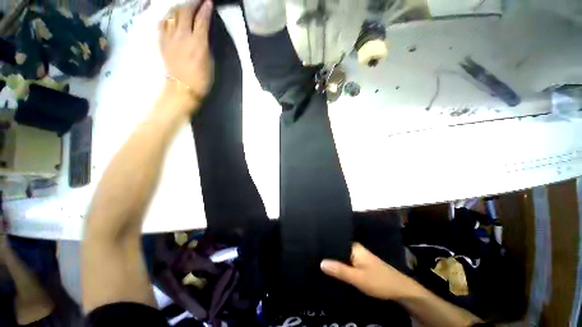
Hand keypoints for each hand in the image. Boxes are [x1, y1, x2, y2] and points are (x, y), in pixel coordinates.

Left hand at [159, 0, 213, 105]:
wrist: (183, 88)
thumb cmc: (202, 79)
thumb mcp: (210, 62)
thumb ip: (207, 44)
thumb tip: (204, 33)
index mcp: (198, 43)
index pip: (202, 20)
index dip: (206, 9)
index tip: (209, 2)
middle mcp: (183, 36)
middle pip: (186, 12)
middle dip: (193, 3)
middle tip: (198, 1)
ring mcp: (170, 38)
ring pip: (173, 14)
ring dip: (180, 8)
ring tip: (185, 7)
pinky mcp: (162, 42)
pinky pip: (163, 23)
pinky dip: (168, 17)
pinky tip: (172, 17)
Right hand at [321, 243, 417, 300]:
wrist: (400, 290)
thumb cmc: (378, 281)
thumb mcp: (358, 277)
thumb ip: (339, 270)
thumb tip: (321, 262)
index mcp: (354, 247)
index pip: (335, 242)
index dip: (324, 246)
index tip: (313, 250)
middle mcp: (355, 249)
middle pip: (337, 250)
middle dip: (327, 255)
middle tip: (313, 258)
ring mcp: (358, 257)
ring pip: (342, 257)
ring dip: (334, 261)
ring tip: (318, 263)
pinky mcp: (361, 264)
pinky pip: (346, 263)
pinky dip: (340, 266)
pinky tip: (332, 271)